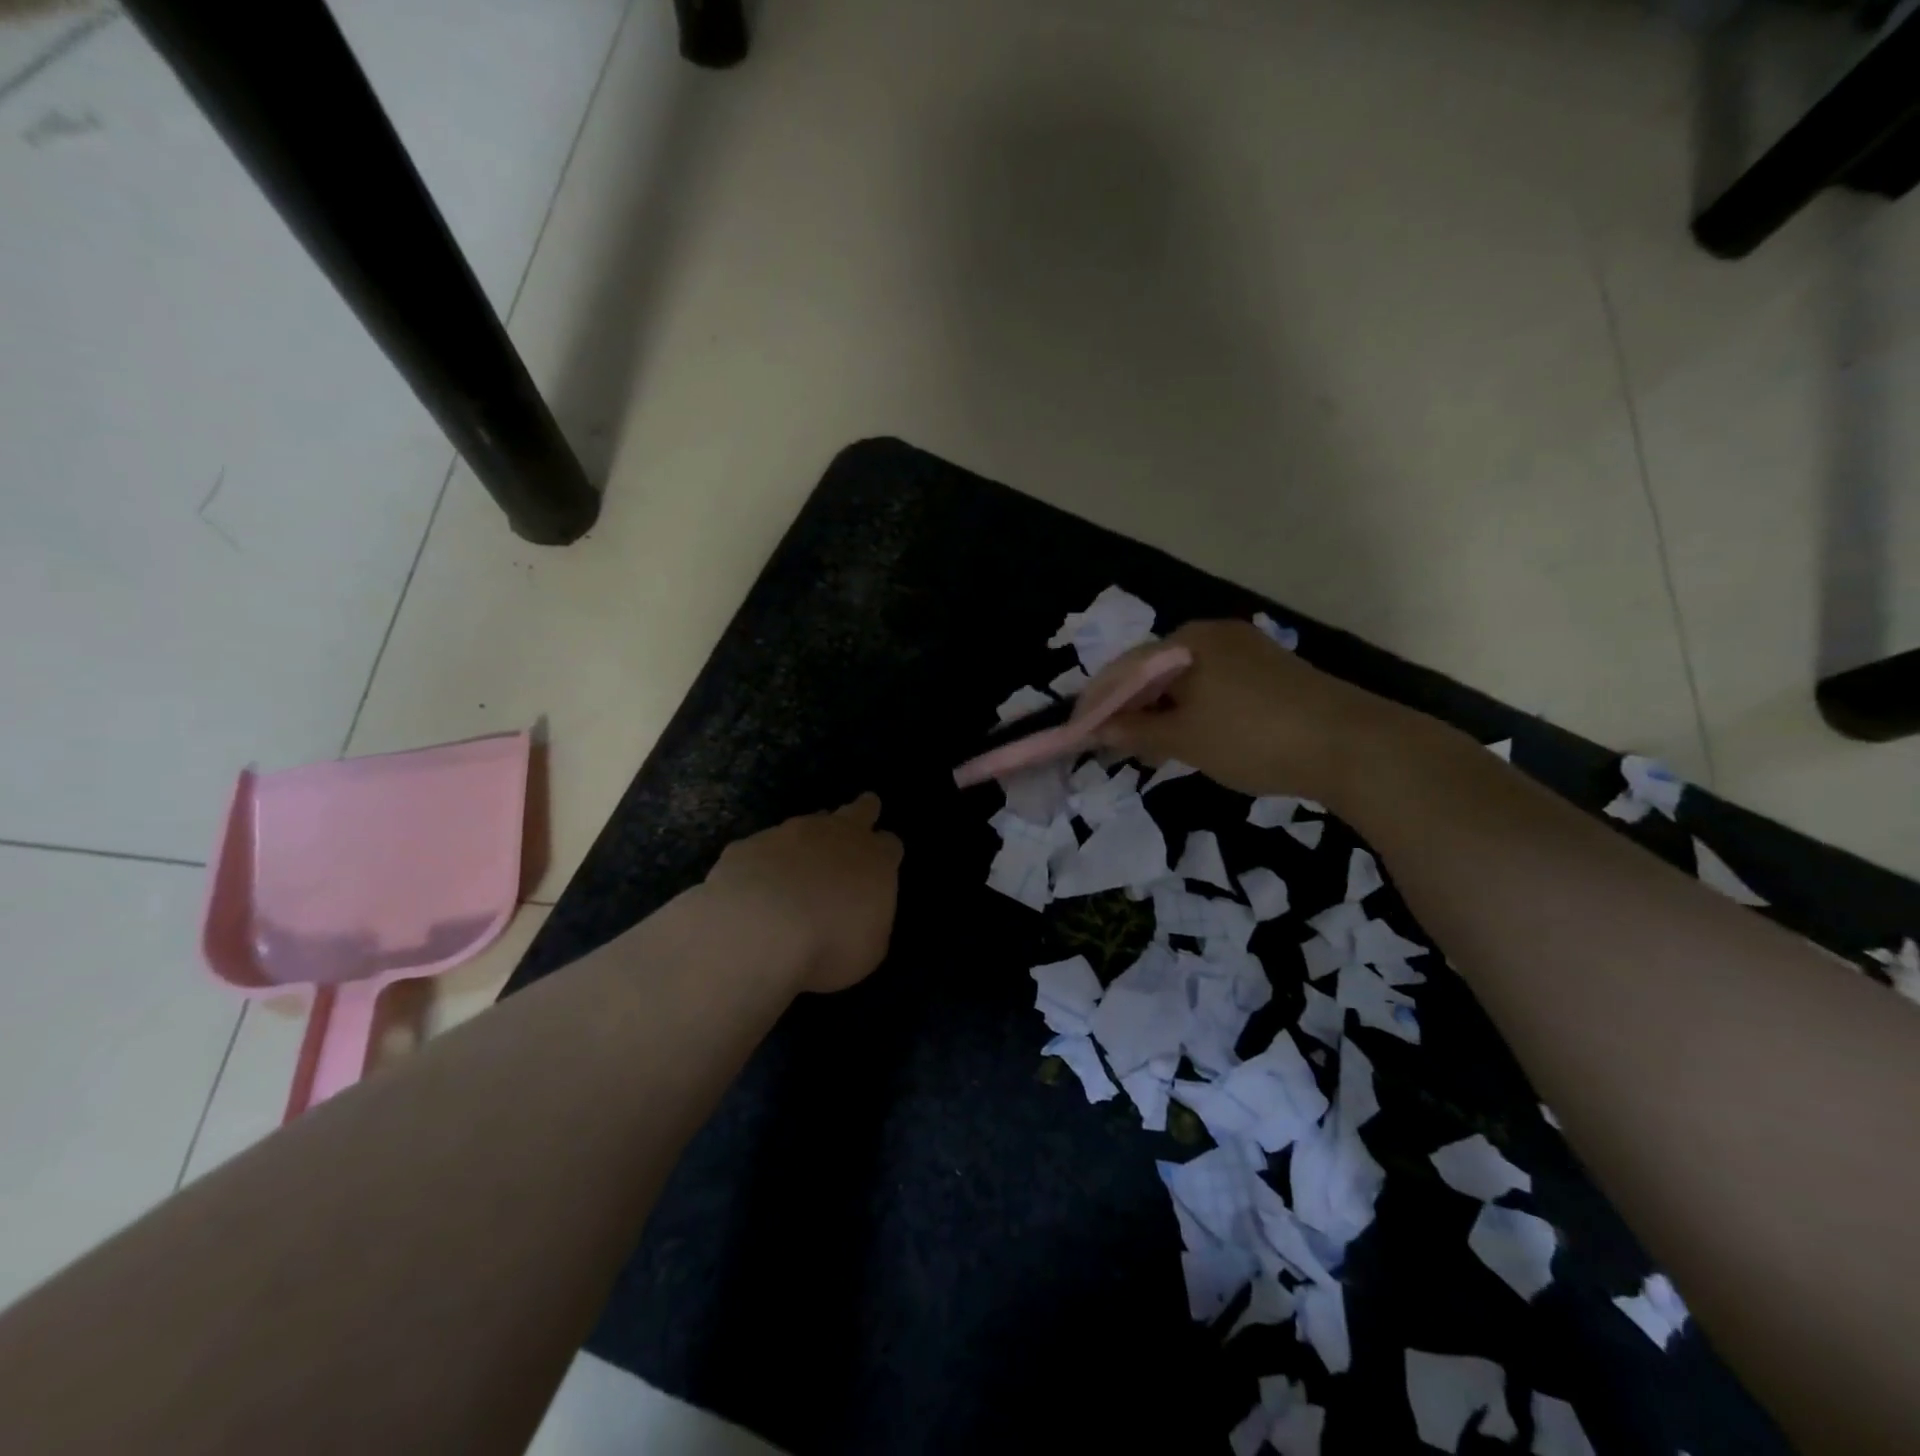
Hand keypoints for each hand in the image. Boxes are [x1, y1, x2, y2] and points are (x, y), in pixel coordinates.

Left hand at [703, 794, 903, 993]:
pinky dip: (765, 863)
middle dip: (863, 812)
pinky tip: (756, 887)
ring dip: (811, 838)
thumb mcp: (869, 949)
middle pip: (858, 811)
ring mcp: (790, 833)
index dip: (886, 852)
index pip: (891, 845)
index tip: (882, 862)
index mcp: (875, 860)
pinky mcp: (750, 844)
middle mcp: (836, 835)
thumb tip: (861, 914)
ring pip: (809, 823)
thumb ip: (871, 922)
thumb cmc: (829, 945)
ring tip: (804, 860)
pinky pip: (763, 848)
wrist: (759, 930)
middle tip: (864, 812)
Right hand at [1081, 620, 1399, 799]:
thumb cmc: (1252, 738)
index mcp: (1188, 642)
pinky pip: (1216, 685)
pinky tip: (1195, 736)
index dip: (1100, 702)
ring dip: (1163, 710)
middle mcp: (1215, 635)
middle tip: (1116, 743)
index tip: (1081, 732)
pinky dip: (1195, 709)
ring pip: (1187, 679)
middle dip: (1132, 706)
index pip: (1126, 668)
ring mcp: (1248, 650)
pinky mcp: (1273, 671)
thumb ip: (1137, 732)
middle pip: (1156, 670)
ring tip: (1152, 746)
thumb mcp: (1185, 740)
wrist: (1351, 746)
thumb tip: (1099, 730)